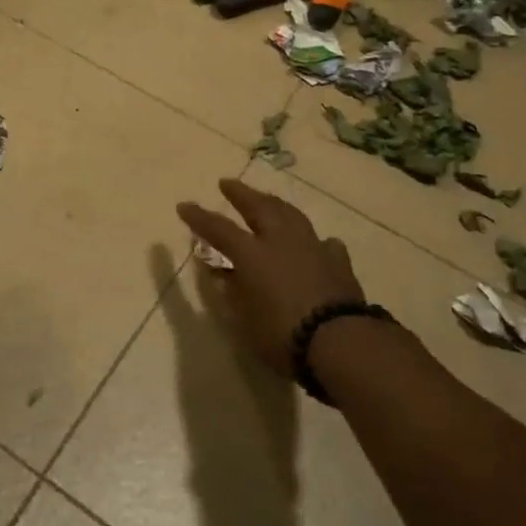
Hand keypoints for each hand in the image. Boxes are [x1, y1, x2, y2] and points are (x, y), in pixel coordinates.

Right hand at [175, 179, 364, 378]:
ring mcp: (313, 247)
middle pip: (259, 207)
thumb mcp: (245, 321)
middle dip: (241, 194)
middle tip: (228, 183)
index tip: (184, 206)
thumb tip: (221, 274)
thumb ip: (232, 292)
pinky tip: (316, 242)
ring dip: (275, 204)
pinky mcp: (338, 262)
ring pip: (291, 215)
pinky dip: (314, 240)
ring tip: (267, 200)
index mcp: (253, 254)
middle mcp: (281, 241)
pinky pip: (324, 243)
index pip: (219, 229)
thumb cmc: (282, 335)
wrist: (340, 341)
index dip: (200, 218)